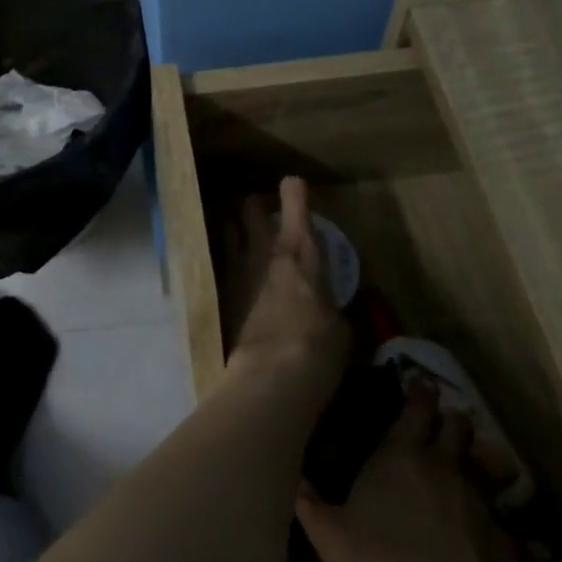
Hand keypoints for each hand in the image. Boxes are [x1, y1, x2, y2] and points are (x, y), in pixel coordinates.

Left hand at [226, 177, 347, 383]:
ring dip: (235, 229)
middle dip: (256, 205)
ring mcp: (237, 271)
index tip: (294, 185)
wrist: (270, 375)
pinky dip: (227, 262)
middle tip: (264, 213)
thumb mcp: (340, 327)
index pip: (294, 201)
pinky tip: (233, 274)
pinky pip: (221, 264)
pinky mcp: (221, 295)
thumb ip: (332, 307)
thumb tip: (331, 310)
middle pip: (250, 208)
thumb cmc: (318, 347)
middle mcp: (264, 251)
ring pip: (228, 231)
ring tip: (242, 236)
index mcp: (299, 251)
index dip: (295, 191)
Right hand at [296, 381, 519, 561]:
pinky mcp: (511, 547)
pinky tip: (503, 543)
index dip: (419, 390)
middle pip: (459, 424)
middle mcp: (446, 468)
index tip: (418, 379)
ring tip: (472, 473)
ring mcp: (483, 506)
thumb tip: (293, 478)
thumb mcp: (328, 538)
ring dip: (481, 463)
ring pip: (489, 466)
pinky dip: (506, 529)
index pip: (417, 406)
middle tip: (441, 423)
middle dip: (452, 419)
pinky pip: (512, 527)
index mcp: (401, 455)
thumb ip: (311, 503)